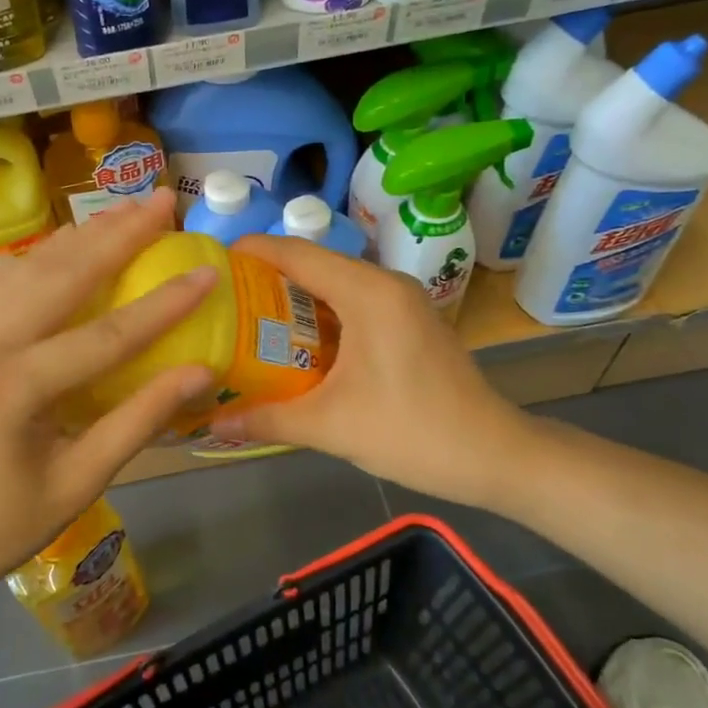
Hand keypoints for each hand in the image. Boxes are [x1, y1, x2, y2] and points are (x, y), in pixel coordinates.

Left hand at [0, 190, 213, 617]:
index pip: (106, 335)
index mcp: (12, 389)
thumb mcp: (80, 482)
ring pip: (31, 268)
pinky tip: (75, 242)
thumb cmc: (2, 527)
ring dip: (83, 235)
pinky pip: (8, 284)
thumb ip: (140, 420)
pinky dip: (48, 257)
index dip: (163, 304)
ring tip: (128, 208)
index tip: (207, 272)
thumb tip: (200, 373)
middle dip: (119, 235)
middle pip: (62, 276)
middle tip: (165, 200)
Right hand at [209, 234, 532, 507]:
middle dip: (267, 276)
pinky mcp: (411, 321)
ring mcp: (403, 301)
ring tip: (248, 317)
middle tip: (222, 298)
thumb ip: (267, 420)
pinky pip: (355, 303)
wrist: (494, 456)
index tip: (212, 261)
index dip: (252, 251)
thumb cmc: (412, 432)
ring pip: (336, 284)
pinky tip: (296, 342)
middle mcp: (386, 284)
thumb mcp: (330, 426)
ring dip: (295, 297)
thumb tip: (213, 426)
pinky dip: (321, 314)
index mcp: (367, 293)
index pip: (298, 254)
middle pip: (315, 264)